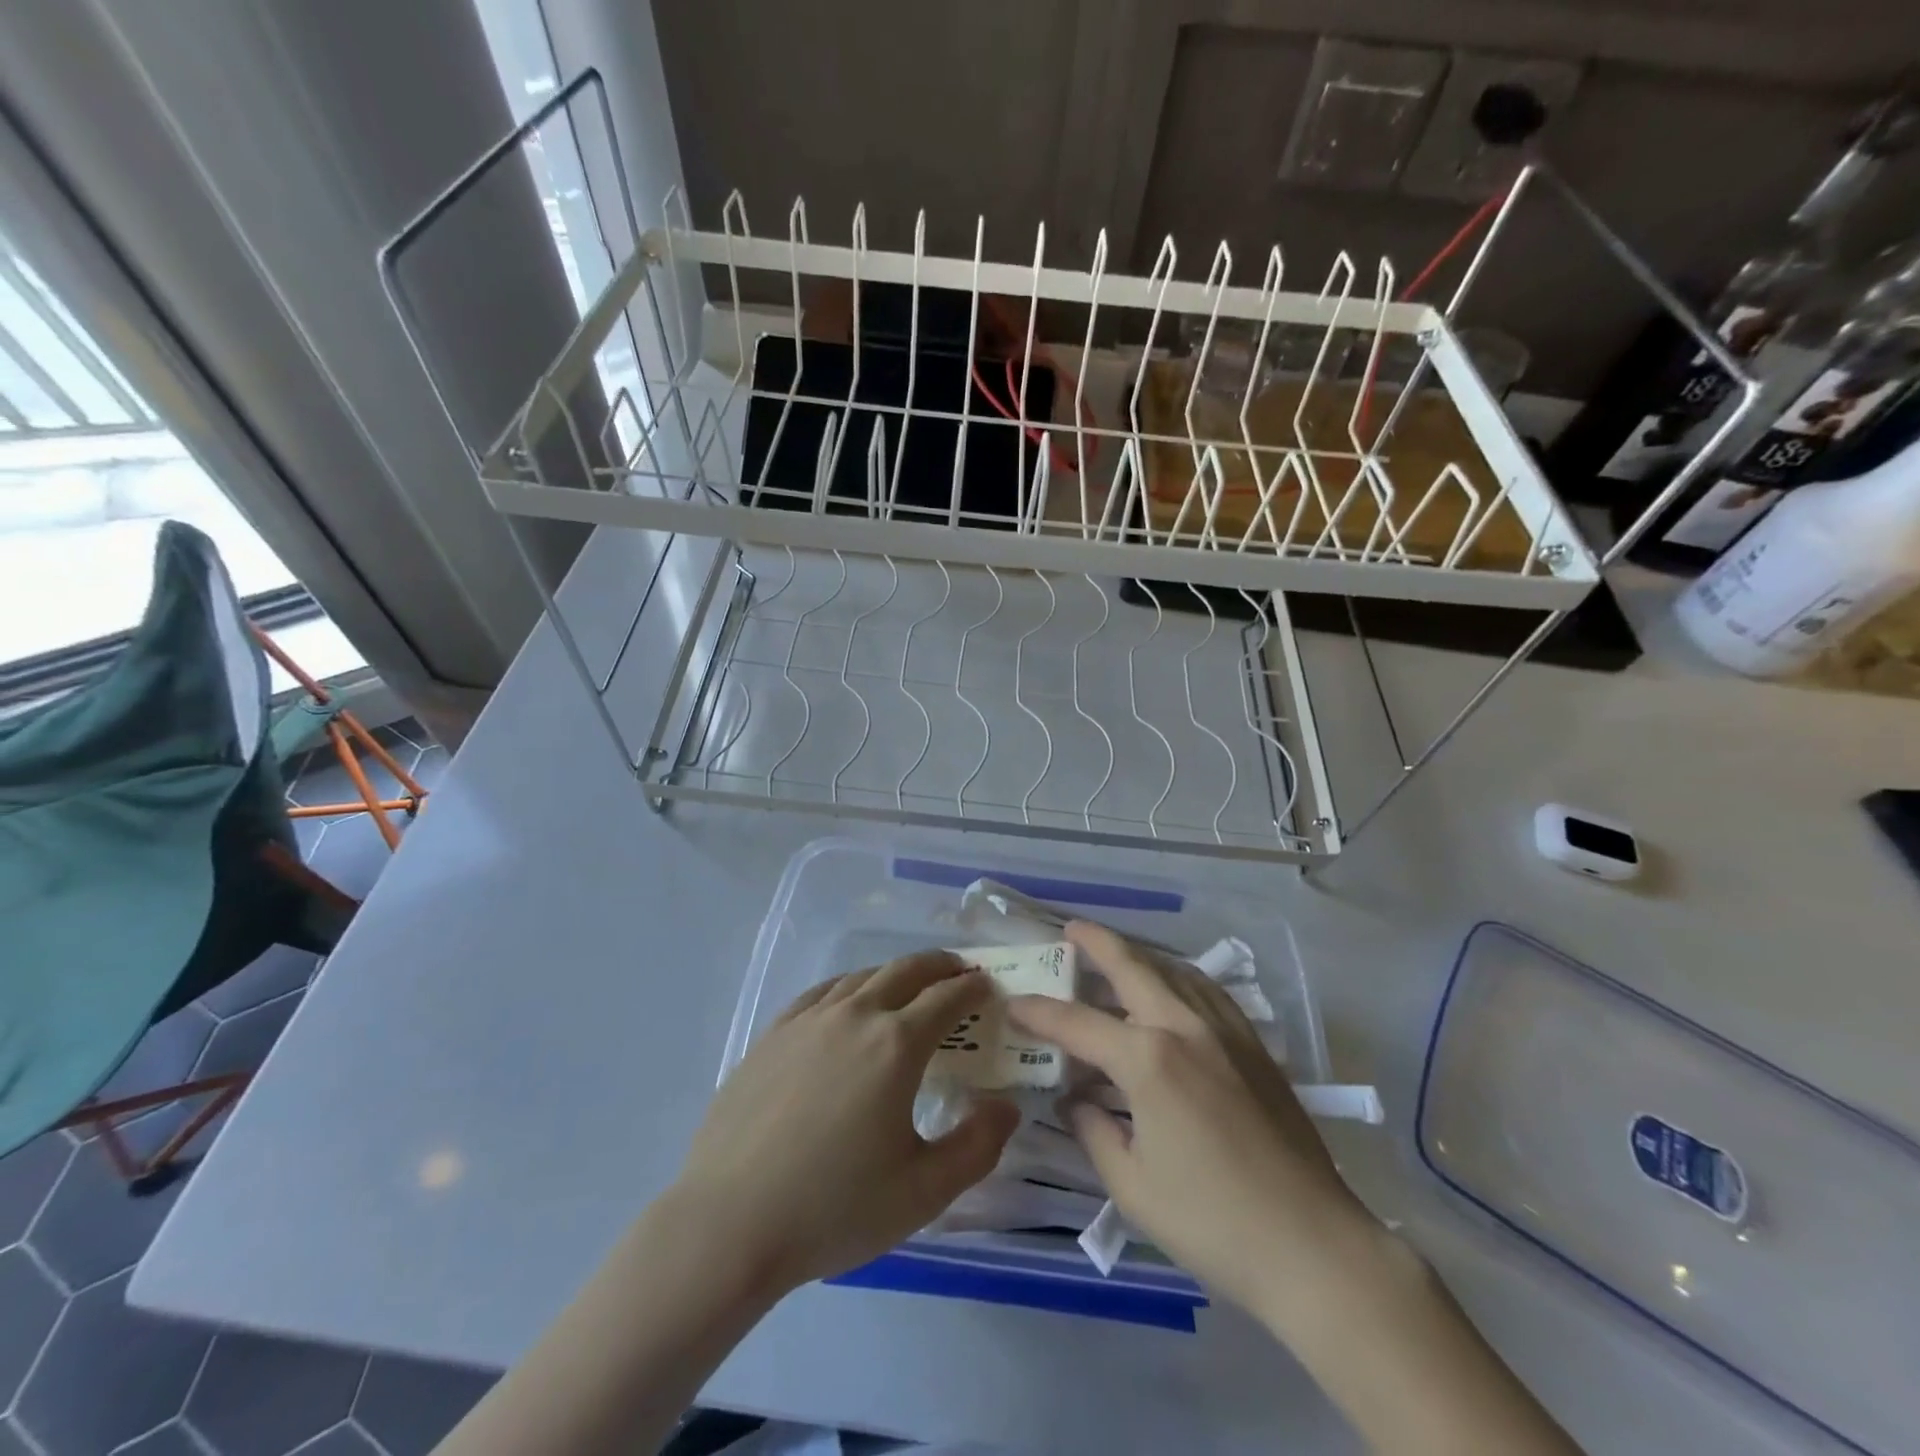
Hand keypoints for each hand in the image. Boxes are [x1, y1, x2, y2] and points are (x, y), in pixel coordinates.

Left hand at [674, 952, 1019, 1292]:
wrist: (729, 1222)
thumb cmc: (834, 1208)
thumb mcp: (923, 1191)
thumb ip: (977, 1146)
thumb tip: (1007, 1106)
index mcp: (896, 1045)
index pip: (946, 999)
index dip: (972, 988)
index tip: (988, 985)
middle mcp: (855, 1016)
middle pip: (905, 971)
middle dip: (938, 966)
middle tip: (957, 971)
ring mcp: (808, 1020)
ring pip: (862, 977)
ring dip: (894, 973)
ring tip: (909, 985)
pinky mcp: (773, 1034)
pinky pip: (821, 993)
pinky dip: (849, 987)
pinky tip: (847, 1001)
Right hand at [1008, 921, 1367, 1315]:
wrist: (1313, 1246)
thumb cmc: (1212, 1222)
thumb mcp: (1132, 1185)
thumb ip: (1094, 1131)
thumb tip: (1078, 1101)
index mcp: (1148, 1059)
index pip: (1077, 1024)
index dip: (1039, 1013)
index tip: (1013, 1003)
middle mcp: (1185, 1027)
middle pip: (1133, 967)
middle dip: (1097, 942)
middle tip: (1070, 929)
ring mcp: (1226, 1031)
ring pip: (1175, 971)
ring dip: (1140, 956)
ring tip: (1117, 954)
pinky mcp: (1255, 1047)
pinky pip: (1209, 992)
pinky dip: (1180, 977)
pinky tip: (1175, 988)